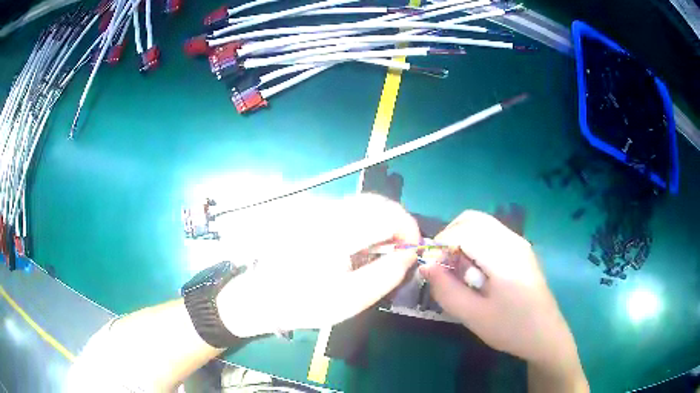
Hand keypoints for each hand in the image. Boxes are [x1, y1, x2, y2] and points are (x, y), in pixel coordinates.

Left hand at [218, 193, 420, 336]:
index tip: (412, 251)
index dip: (408, 228)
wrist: (261, 297)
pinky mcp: (312, 214)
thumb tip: (409, 253)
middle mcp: (326, 212)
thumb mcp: (350, 299)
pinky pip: (350, 209)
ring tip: (382, 251)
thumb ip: (386, 274)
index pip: (385, 213)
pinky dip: (367, 222)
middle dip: (398, 223)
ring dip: (383, 222)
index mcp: (334, 233)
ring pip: (364, 203)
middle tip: (400, 252)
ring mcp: (316, 210)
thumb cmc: (303, 303)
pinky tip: (362, 246)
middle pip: (376, 201)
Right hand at [420, 211, 584, 379]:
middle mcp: (513, 240)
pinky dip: (474, 242)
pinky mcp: (520, 249)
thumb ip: (446, 290)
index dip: (440, 244)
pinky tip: (474, 269)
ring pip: (481, 223)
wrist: (544, 334)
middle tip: (440, 264)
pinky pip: (491, 234)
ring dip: (461, 238)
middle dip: (448, 236)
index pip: (464, 231)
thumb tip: (426, 265)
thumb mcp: (473, 316)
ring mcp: (519, 242)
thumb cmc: (510, 328)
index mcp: (504, 256)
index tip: (430, 267)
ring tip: (455, 268)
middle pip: (472, 219)